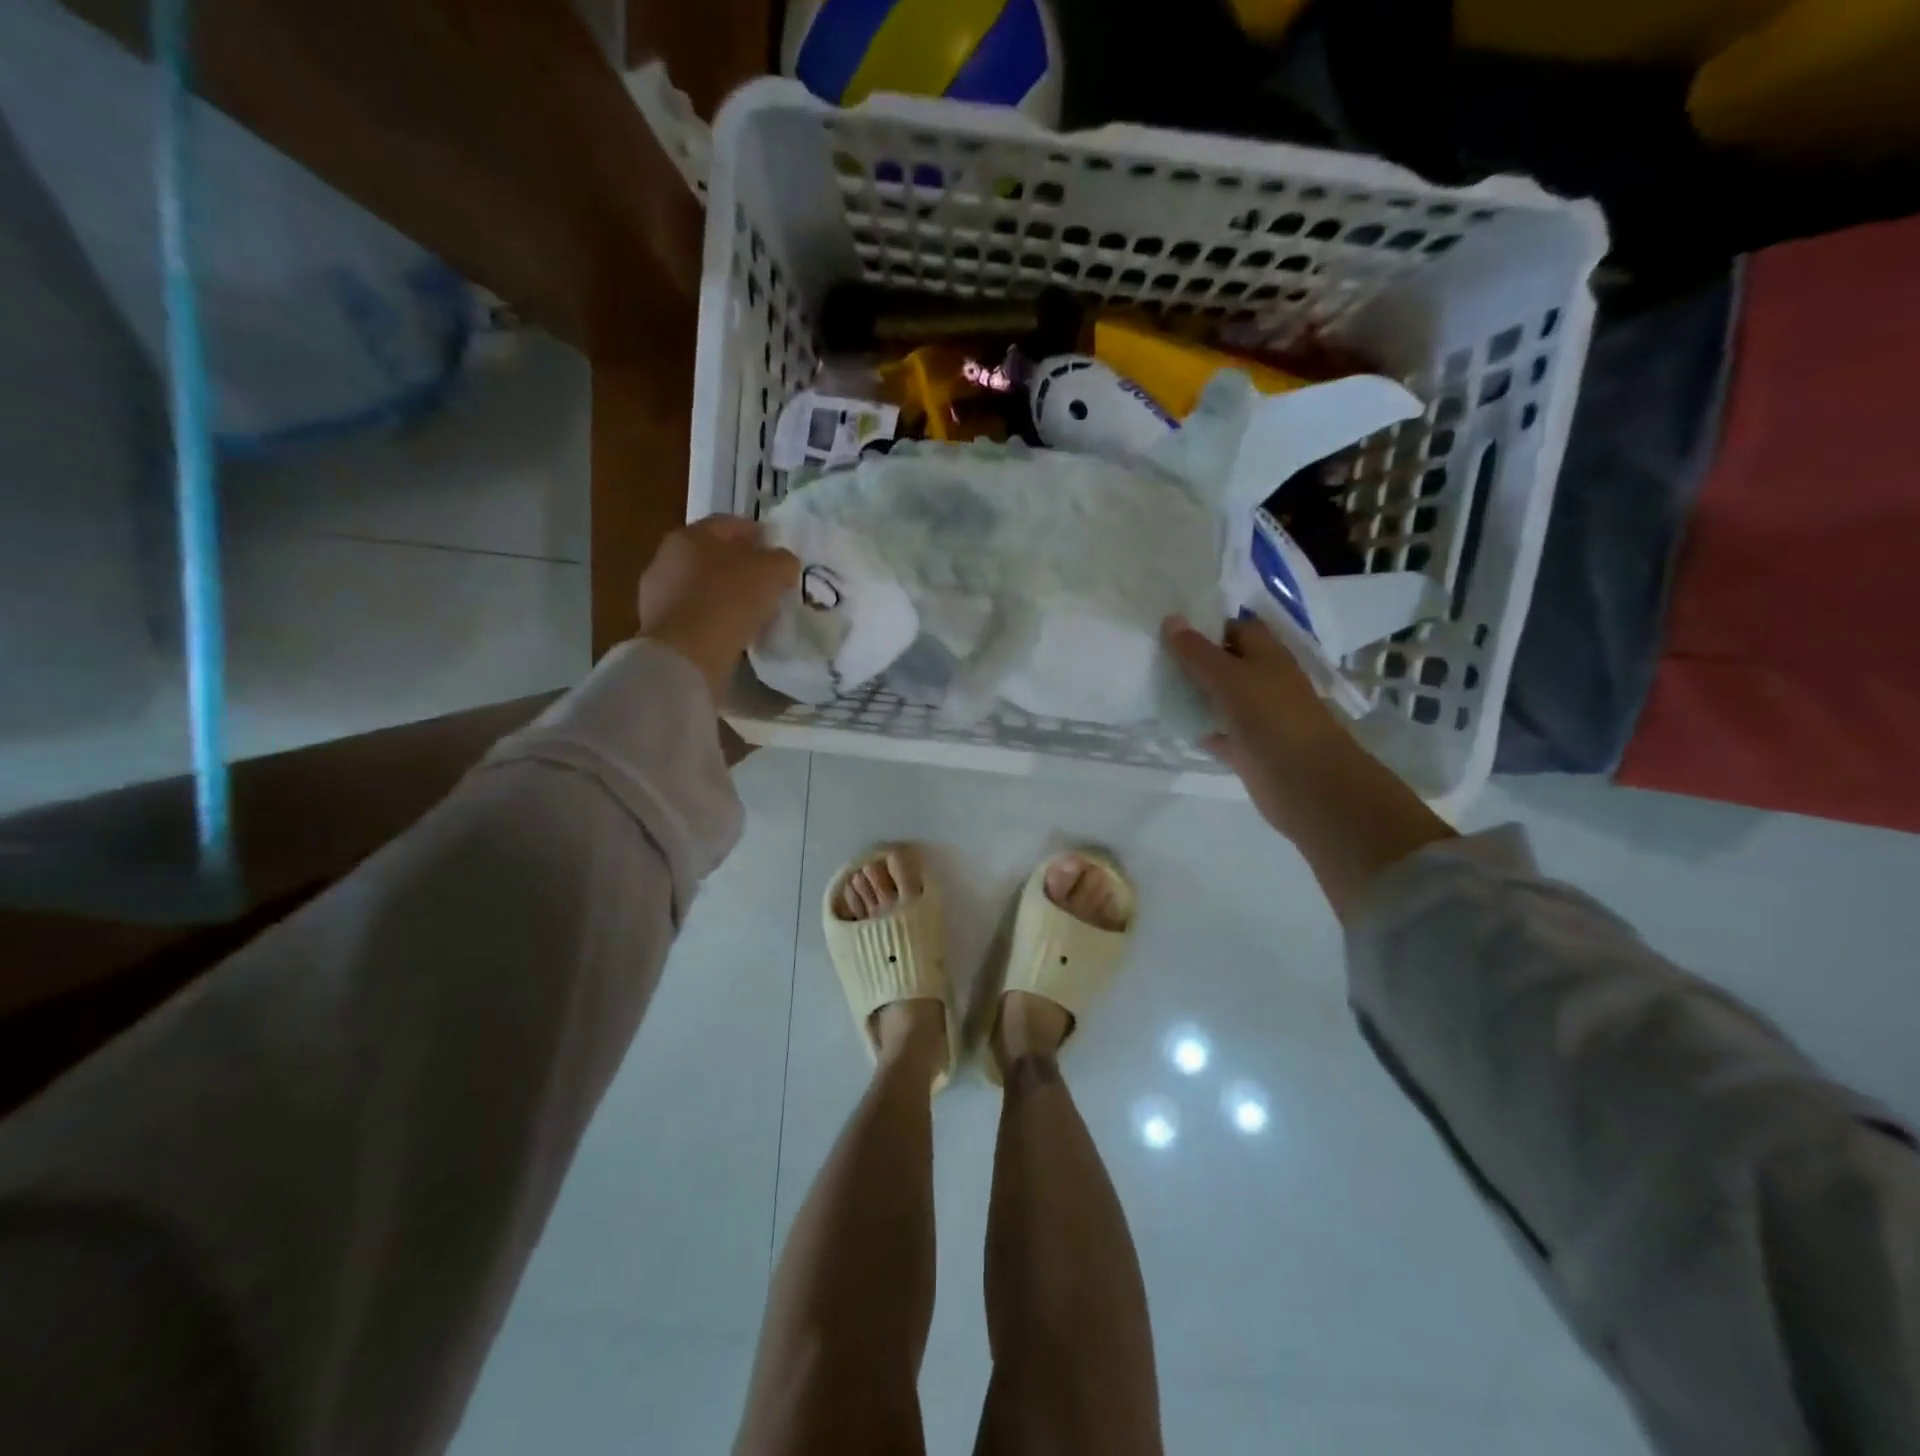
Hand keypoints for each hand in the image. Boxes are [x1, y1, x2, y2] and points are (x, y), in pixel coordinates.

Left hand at [638, 518, 799, 699]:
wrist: (686, 653)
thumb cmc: (730, 600)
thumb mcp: (773, 571)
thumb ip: (782, 561)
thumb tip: (782, 564)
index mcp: (692, 535)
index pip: (729, 525)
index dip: (756, 533)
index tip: (776, 549)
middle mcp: (668, 557)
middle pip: (713, 555)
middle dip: (740, 565)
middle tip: (767, 582)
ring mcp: (658, 593)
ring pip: (702, 586)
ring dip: (726, 594)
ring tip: (753, 611)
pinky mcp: (659, 626)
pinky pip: (696, 614)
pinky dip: (714, 618)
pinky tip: (733, 632)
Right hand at [1162, 615, 1349, 836]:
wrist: (1303, 781)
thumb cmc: (1271, 717)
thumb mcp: (1229, 677)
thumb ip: (1197, 651)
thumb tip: (1170, 619)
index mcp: (1267, 655)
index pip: (1237, 628)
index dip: (1208, 623)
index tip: (1170, 624)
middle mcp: (1263, 681)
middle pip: (1226, 662)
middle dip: (1195, 658)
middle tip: (1152, 651)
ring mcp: (1256, 716)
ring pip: (1220, 698)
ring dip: (1194, 693)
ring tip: (1153, 682)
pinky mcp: (1247, 748)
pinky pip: (1218, 732)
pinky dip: (1199, 727)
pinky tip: (1172, 722)